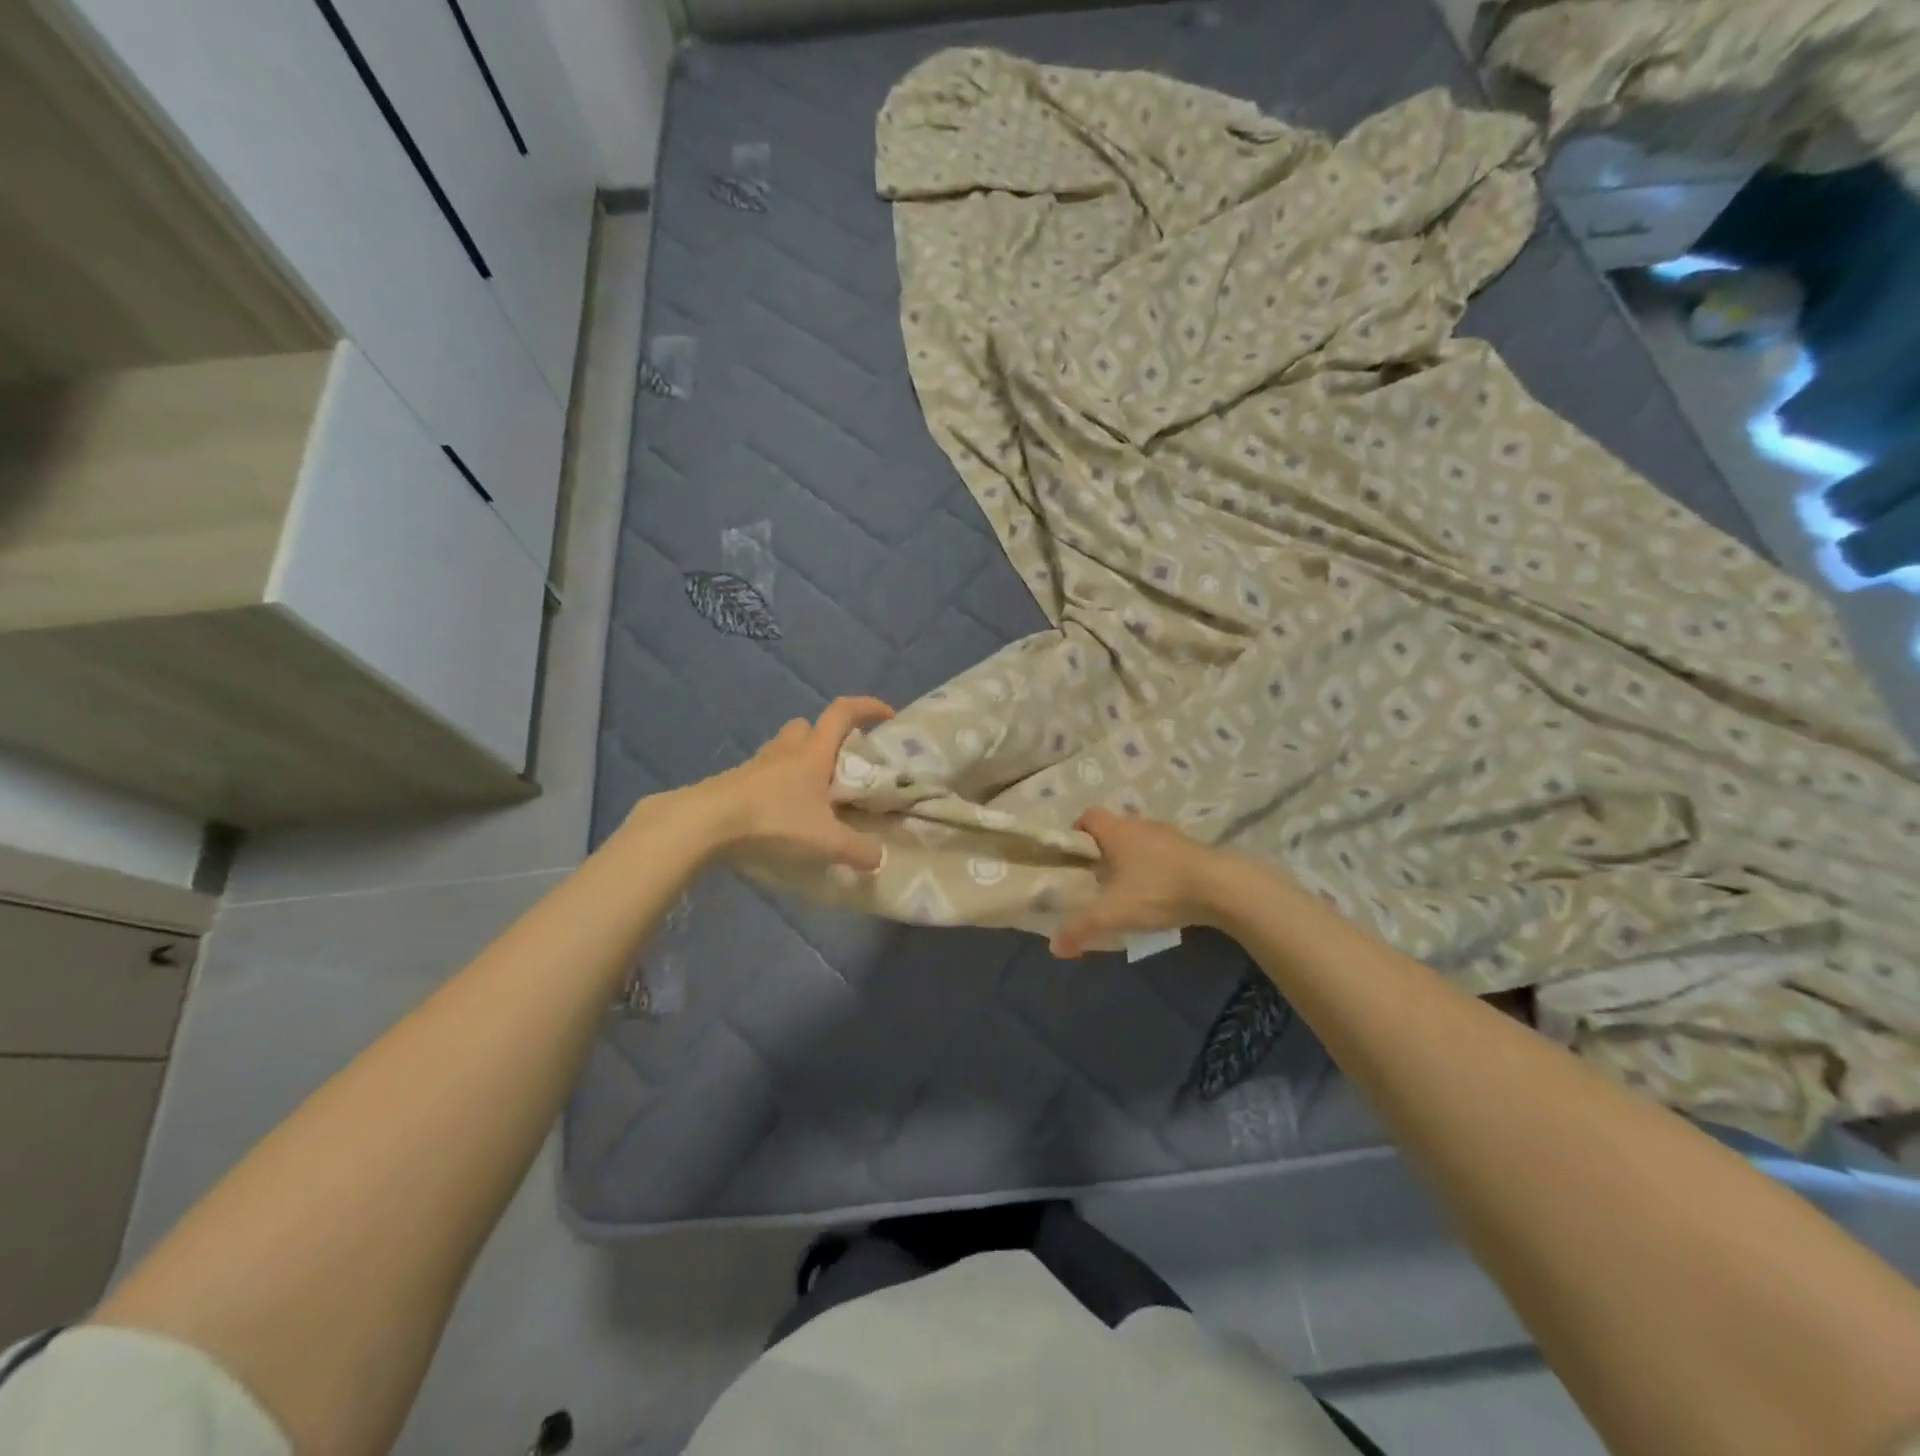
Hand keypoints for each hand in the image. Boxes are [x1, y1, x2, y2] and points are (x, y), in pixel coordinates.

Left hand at [690, 697, 894, 869]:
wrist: (705, 824)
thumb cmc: (773, 820)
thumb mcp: (825, 841)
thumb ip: (857, 850)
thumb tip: (878, 858)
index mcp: (813, 752)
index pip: (843, 712)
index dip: (867, 707)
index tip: (886, 715)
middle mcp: (786, 750)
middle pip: (807, 726)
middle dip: (825, 739)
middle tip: (839, 766)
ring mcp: (756, 765)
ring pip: (783, 750)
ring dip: (799, 763)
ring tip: (811, 795)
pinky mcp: (735, 783)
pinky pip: (764, 775)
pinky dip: (777, 788)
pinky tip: (782, 815)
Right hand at [1050, 808, 1224, 957]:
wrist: (1222, 887)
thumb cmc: (1159, 889)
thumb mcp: (1114, 912)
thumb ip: (1081, 926)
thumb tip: (1055, 947)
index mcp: (1117, 830)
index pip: (1087, 816)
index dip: (1076, 834)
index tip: (1073, 860)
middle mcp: (1140, 825)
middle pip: (1112, 830)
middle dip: (1102, 853)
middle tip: (1096, 881)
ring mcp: (1169, 836)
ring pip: (1139, 842)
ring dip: (1130, 861)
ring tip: (1127, 891)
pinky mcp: (1190, 851)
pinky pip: (1162, 854)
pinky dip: (1155, 869)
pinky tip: (1158, 895)